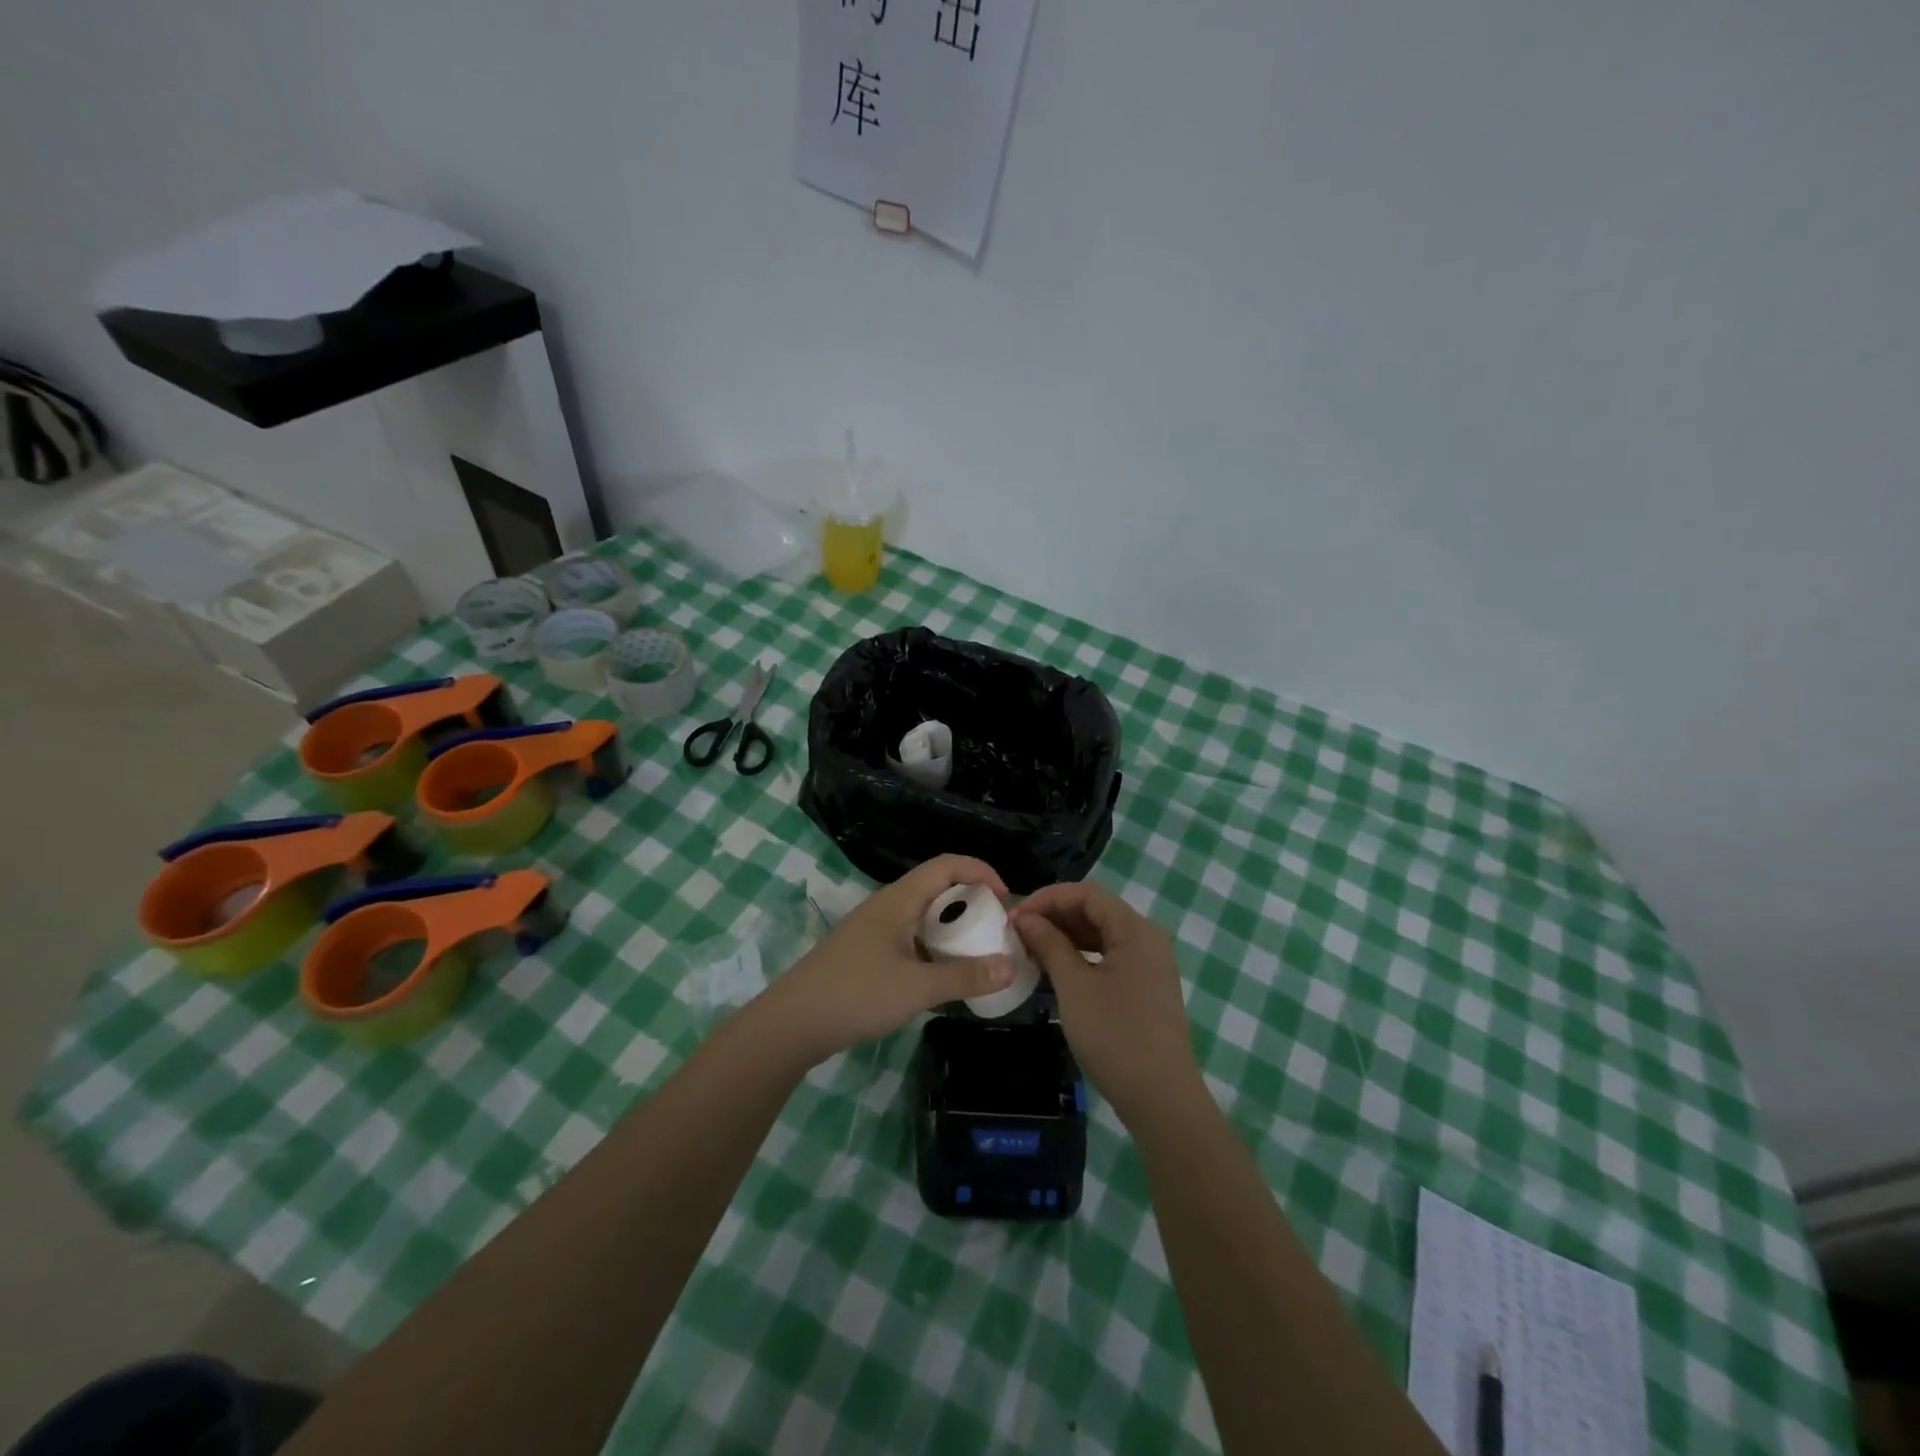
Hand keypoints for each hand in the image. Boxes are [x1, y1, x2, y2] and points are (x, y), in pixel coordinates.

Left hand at [754, 855, 1015, 1068]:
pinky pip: (911, 939)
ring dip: (952, 929)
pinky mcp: (866, 954)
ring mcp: (874, 930)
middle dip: (971, 902)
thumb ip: (965, 976)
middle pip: (937, 888)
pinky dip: (934, 948)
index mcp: (899, 900)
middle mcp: (887, 906)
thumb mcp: (917, 988)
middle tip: (997, 931)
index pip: (947, 865)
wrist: (792, 1024)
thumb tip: (1011, 964)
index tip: (1006, 899)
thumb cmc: (856, 994)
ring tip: (978, 954)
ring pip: (923, 916)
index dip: (980, 871)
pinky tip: (943, 977)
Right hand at [1012, 881, 1201, 1126]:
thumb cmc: (1115, 1035)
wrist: (1161, 1098)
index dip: (1047, 898)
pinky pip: (1109, 957)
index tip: (1014, 916)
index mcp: (1136, 930)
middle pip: (1096, 911)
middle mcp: (1147, 939)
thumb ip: (1049, 944)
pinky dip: (1081, 956)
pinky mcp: (1146, 987)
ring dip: (1066, 936)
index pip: (1087, 894)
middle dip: (1055, 916)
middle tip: (1017, 932)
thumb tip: (1025, 918)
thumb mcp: (1074, 986)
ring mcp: (1150, 964)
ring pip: (1101, 935)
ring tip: (1030, 949)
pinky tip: (1056, 969)